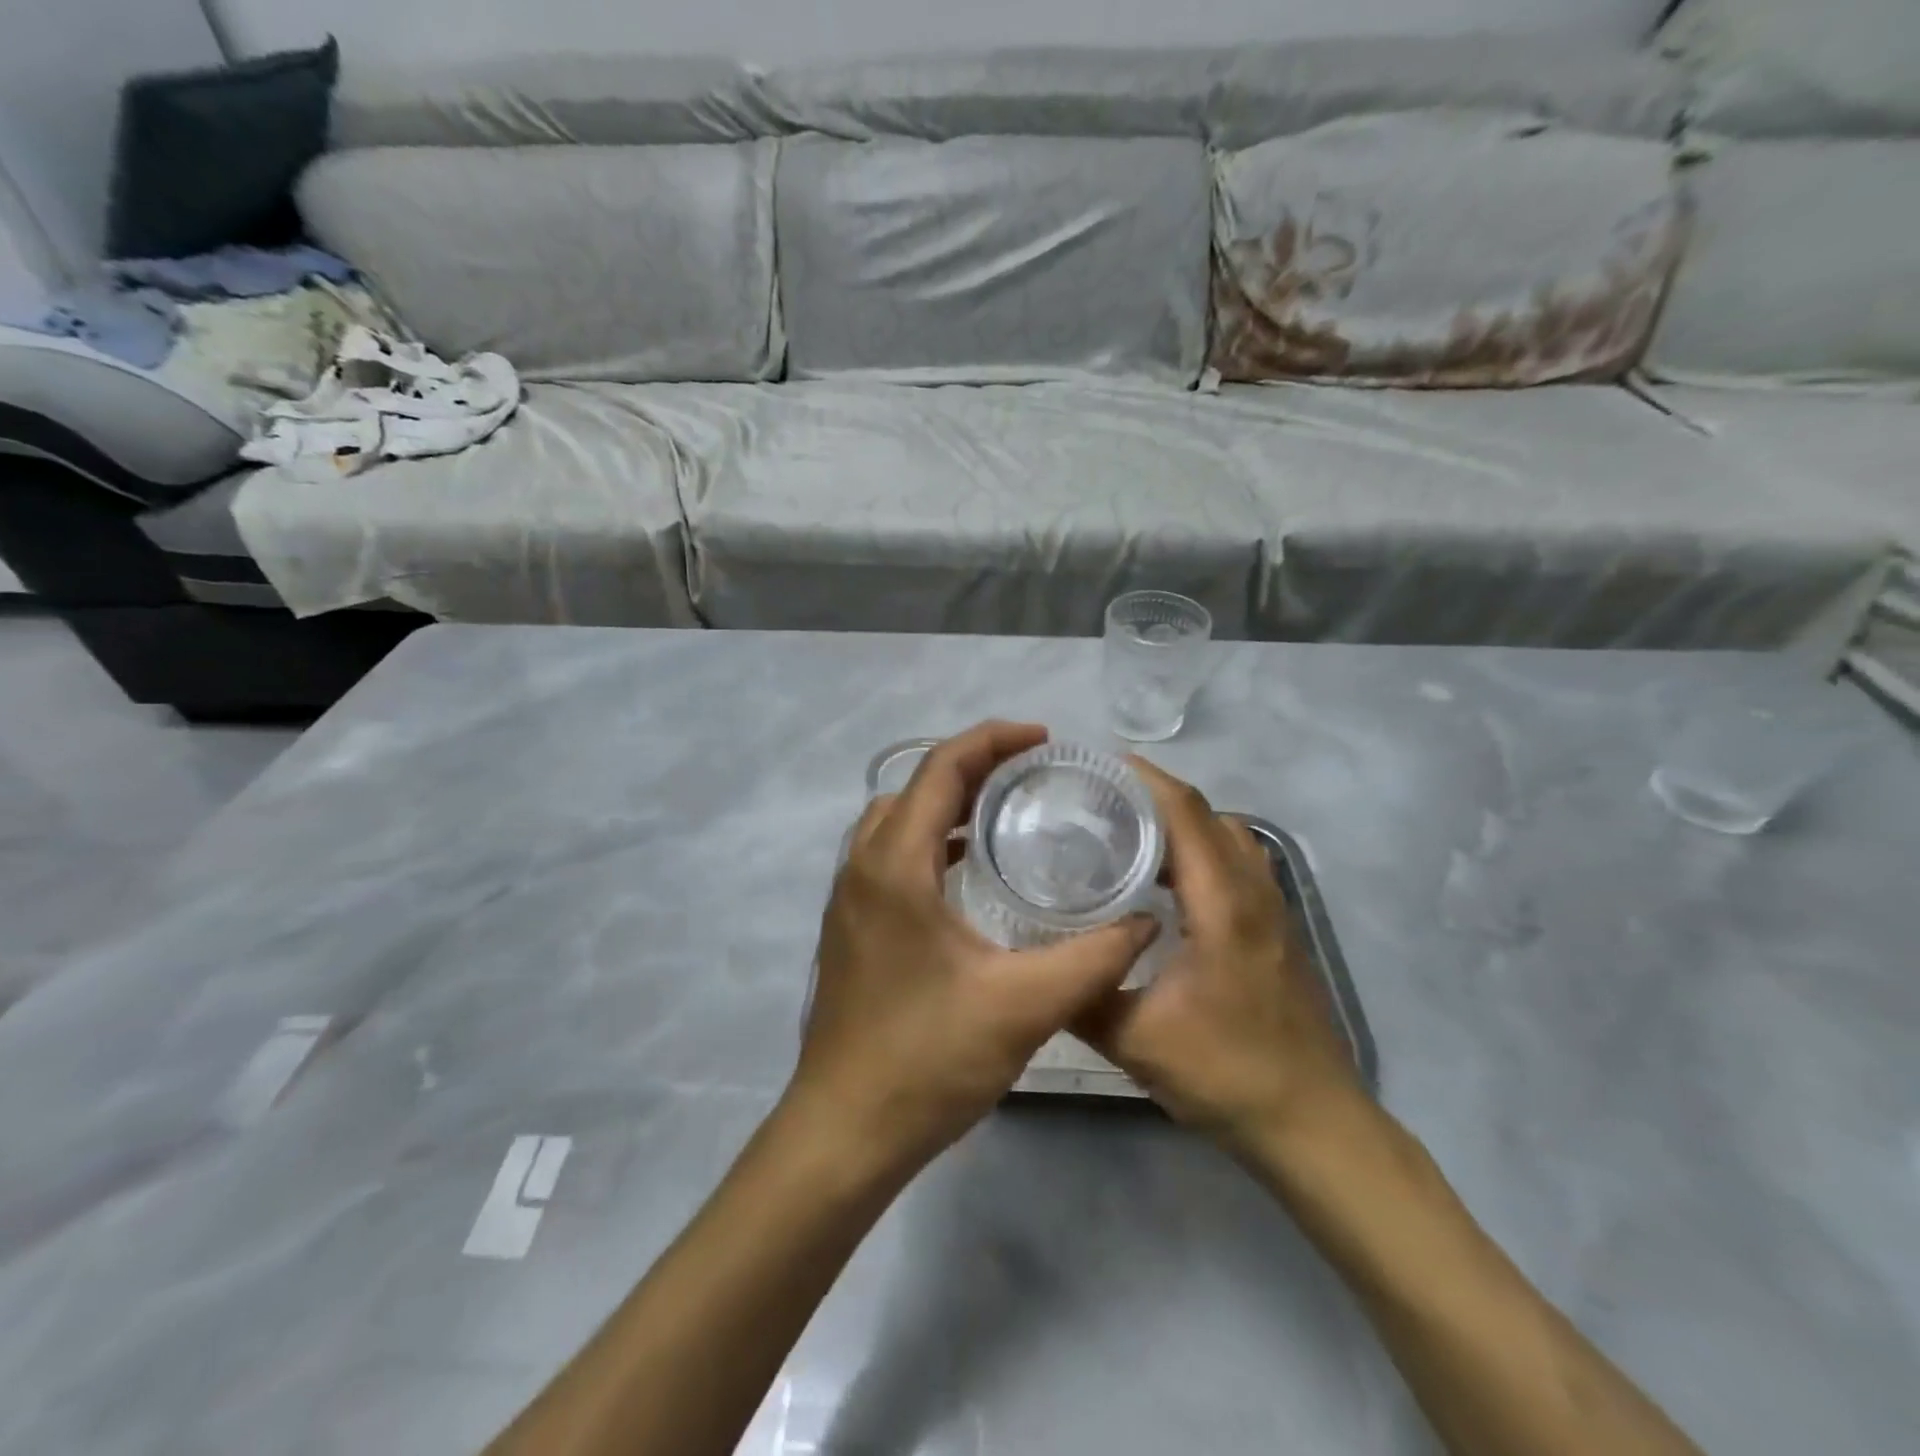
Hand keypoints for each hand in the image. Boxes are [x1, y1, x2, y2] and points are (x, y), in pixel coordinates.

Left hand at [786, 721, 1159, 1178]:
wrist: (845, 1130)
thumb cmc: (927, 1060)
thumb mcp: (1024, 1006)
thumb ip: (1094, 958)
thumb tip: (1146, 920)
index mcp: (895, 864)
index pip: (941, 768)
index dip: (993, 740)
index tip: (1044, 739)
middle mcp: (862, 866)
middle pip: (917, 786)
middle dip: (974, 766)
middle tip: (1034, 774)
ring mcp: (850, 897)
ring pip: (898, 820)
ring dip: (948, 803)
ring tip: (1007, 812)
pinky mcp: (852, 926)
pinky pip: (891, 854)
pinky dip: (932, 840)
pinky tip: (972, 872)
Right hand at [1075, 759, 1362, 1152]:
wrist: (1311, 1123)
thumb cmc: (1226, 1074)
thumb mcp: (1136, 1039)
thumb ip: (1081, 995)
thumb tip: (1032, 963)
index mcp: (1222, 903)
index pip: (1186, 813)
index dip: (1145, 779)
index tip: (1098, 765)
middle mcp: (1253, 892)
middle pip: (1207, 816)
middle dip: (1155, 795)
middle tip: (1099, 800)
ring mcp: (1271, 910)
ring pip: (1227, 838)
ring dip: (1182, 823)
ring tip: (1128, 834)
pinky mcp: (1275, 931)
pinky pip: (1237, 865)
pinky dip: (1201, 851)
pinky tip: (1165, 885)